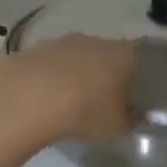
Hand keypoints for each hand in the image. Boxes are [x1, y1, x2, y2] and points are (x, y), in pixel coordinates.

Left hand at [0, 34, 135, 144]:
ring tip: (69, 102)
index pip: (138, 59)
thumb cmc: (85, 111)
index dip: (136, 77)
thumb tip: (135, 114)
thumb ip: (130, 119)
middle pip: (105, 55)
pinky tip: (43, 99)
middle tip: (101, 100)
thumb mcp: (117, 126)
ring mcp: (60, 42)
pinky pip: (48, 66)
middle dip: (104, 75)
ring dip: (74, 75)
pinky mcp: (32, 50)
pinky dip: (49, 79)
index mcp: (122, 54)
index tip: (132, 95)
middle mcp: (94, 40)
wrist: (28, 99)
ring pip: (74, 58)